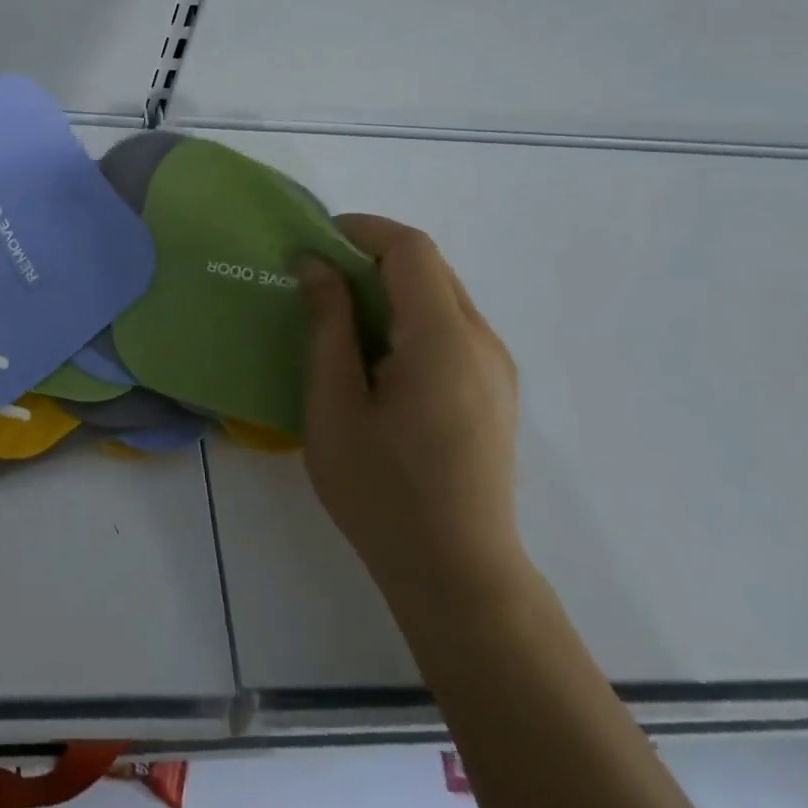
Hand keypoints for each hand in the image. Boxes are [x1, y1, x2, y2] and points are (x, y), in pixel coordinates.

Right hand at [299, 215, 523, 605]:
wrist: (460, 578)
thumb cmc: (384, 492)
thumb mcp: (335, 405)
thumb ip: (328, 325)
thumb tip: (315, 265)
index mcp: (443, 339)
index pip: (411, 248)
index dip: (361, 230)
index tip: (312, 244)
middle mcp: (481, 341)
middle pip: (429, 266)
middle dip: (369, 255)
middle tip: (315, 279)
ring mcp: (495, 367)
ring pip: (440, 294)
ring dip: (388, 286)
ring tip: (338, 317)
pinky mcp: (494, 389)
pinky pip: (450, 326)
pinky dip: (408, 315)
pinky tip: (374, 356)